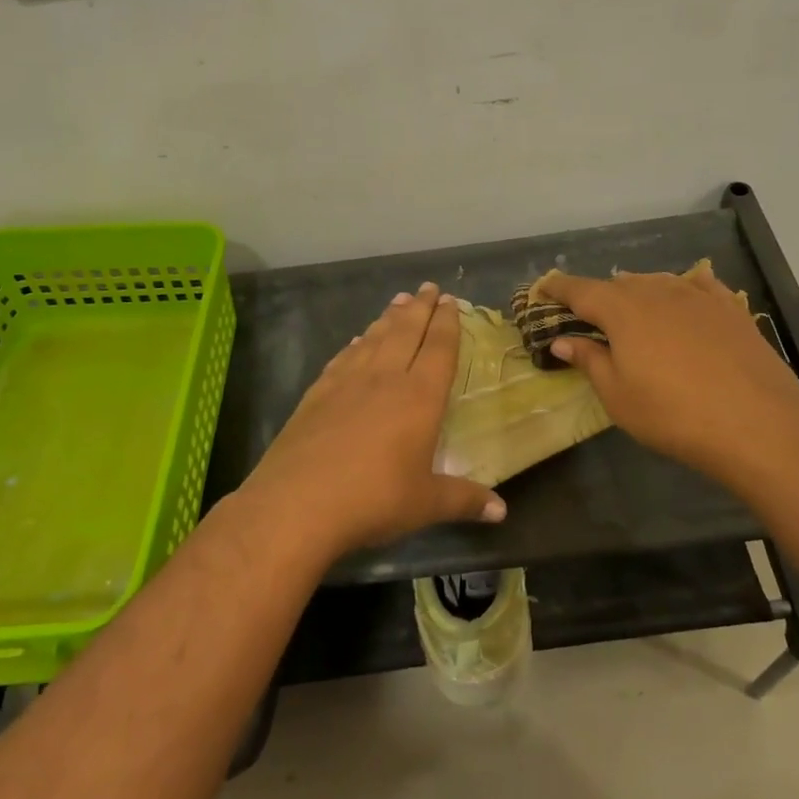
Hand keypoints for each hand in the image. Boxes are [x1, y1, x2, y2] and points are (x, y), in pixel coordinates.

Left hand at [240, 282, 504, 553]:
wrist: (296, 503)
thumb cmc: (373, 500)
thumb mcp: (425, 504)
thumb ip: (464, 500)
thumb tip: (501, 512)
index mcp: (419, 397)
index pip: (438, 349)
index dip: (447, 323)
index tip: (450, 301)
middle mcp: (384, 379)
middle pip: (406, 332)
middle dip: (420, 308)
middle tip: (428, 287)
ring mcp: (346, 383)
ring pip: (374, 339)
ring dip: (388, 318)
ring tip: (398, 301)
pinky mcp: (317, 394)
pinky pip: (344, 358)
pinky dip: (356, 344)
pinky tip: (358, 341)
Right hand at [535, 264, 798, 486]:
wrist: (757, 424)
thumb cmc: (673, 414)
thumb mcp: (618, 395)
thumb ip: (589, 360)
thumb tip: (562, 341)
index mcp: (622, 310)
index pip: (579, 290)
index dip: (557, 288)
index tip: (542, 288)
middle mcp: (657, 291)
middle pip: (618, 285)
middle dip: (598, 296)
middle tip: (588, 317)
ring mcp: (697, 296)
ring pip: (656, 283)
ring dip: (637, 293)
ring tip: (631, 309)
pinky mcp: (730, 308)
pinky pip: (697, 286)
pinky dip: (680, 289)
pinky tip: (684, 297)